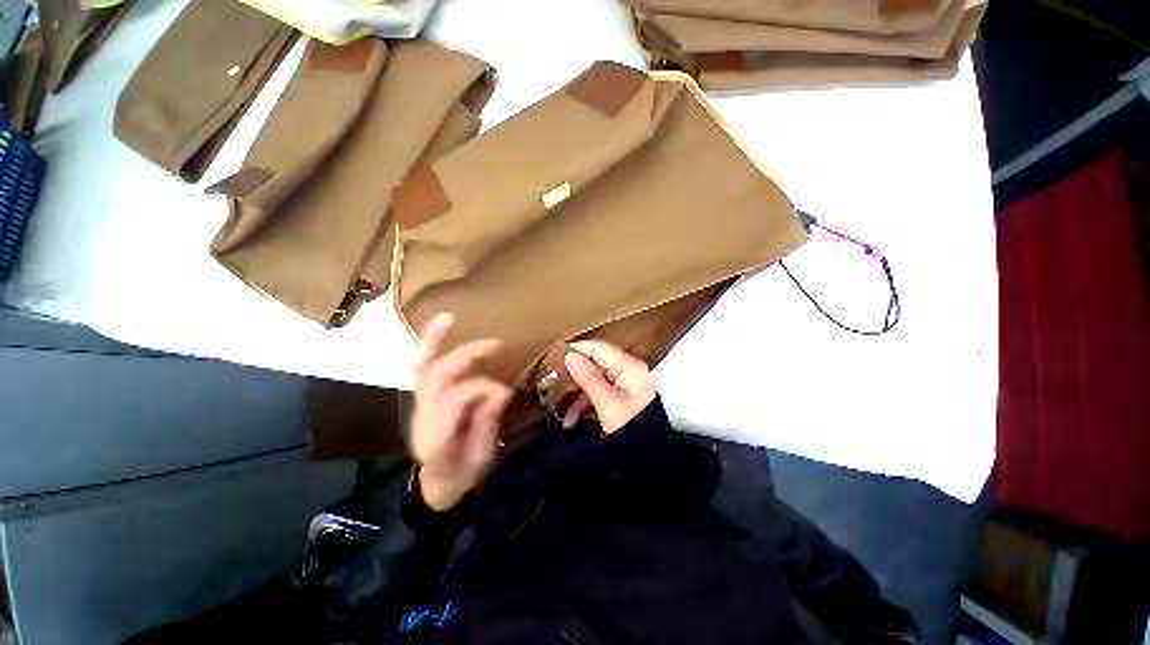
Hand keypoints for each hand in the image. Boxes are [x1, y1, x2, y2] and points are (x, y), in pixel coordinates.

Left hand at [410, 313, 511, 509]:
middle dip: (467, 355)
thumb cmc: (463, 475)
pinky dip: (429, 345)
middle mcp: (422, 417)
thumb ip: (487, 421)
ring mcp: (418, 406)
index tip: (506, 392)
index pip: (456, 398)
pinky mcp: (423, 399)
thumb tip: (501, 389)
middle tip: (498, 345)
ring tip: (451, 319)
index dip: (483, 388)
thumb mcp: (482, 456)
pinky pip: (423, 367)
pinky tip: (440, 326)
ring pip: (424, 367)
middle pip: (438, 376)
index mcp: (436, 437)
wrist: (438, 486)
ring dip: (436, 340)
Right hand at [561, 340, 656, 432]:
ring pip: (592, 380)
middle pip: (593, 363)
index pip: (597, 348)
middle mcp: (626, 370)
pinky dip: (584, 403)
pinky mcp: (619, 396)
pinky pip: (597, 392)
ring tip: (561, 411)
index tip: (553, 358)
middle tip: (552, 383)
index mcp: (628, 366)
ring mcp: (623, 383)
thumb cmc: (632, 429)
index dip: (576, 351)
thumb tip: (570, 356)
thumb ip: (588, 379)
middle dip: (573, 376)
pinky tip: (571, 418)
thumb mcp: (607, 404)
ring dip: (576, 395)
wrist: (650, 457)